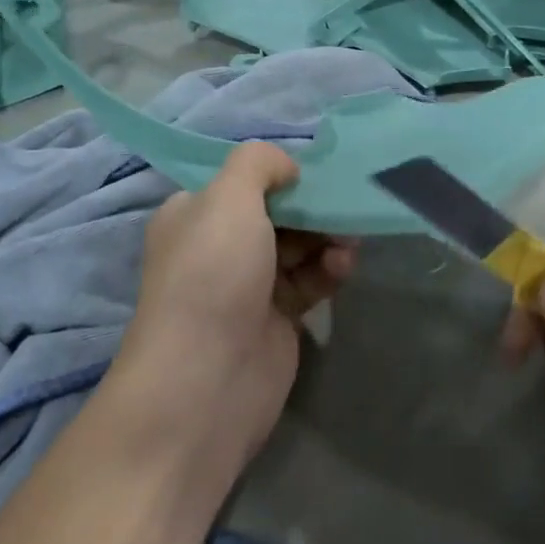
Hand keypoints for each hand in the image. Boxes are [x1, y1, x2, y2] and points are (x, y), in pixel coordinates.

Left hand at [114, 144, 356, 474]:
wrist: (207, 379)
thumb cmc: (213, 275)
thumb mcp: (228, 198)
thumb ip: (259, 164)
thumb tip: (288, 168)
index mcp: (196, 213)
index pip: (244, 180)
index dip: (282, 173)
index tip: (317, 173)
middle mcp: (220, 245)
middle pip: (279, 211)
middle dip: (314, 205)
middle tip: (344, 206)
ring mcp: (250, 283)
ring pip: (301, 244)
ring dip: (328, 236)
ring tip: (348, 241)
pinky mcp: (279, 316)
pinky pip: (313, 279)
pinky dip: (330, 268)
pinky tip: (343, 266)